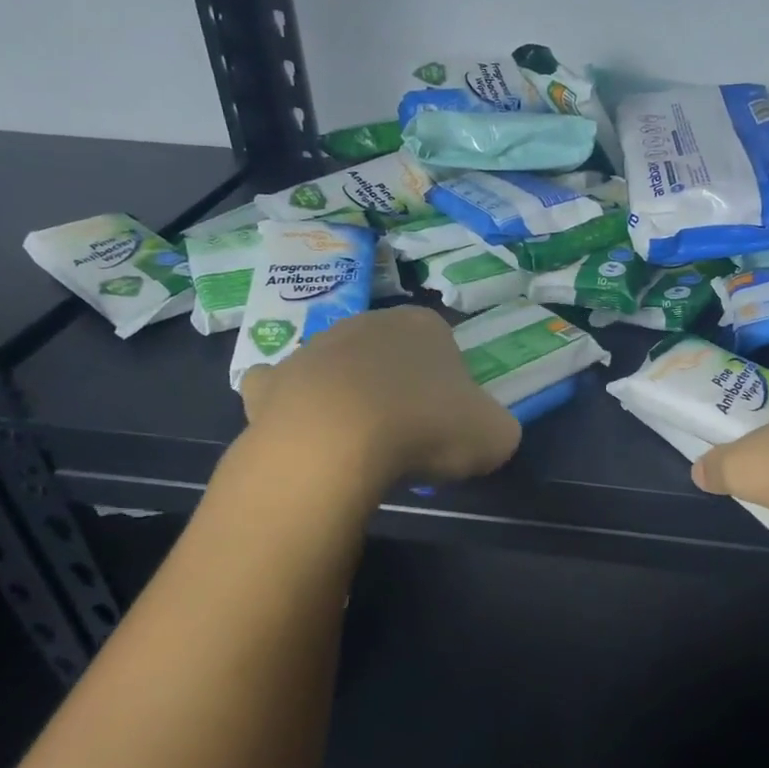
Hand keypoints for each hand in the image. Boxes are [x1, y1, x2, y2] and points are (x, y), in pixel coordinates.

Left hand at [238, 306, 520, 487]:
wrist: (337, 444)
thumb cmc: (427, 428)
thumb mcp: (496, 435)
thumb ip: (497, 426)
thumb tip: (485, 432)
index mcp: (423, 325)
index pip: (444, 347)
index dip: (450, 386)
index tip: (449, 421)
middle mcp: (367, 323)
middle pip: (389, 354)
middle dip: (398, 385)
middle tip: (408, 434)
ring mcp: (313, 348)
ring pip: (339, 368)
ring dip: (349, 395)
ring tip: (359, 444)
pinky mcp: (271, 382)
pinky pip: (282, 388)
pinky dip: (291, 405)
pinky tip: (303, 432)